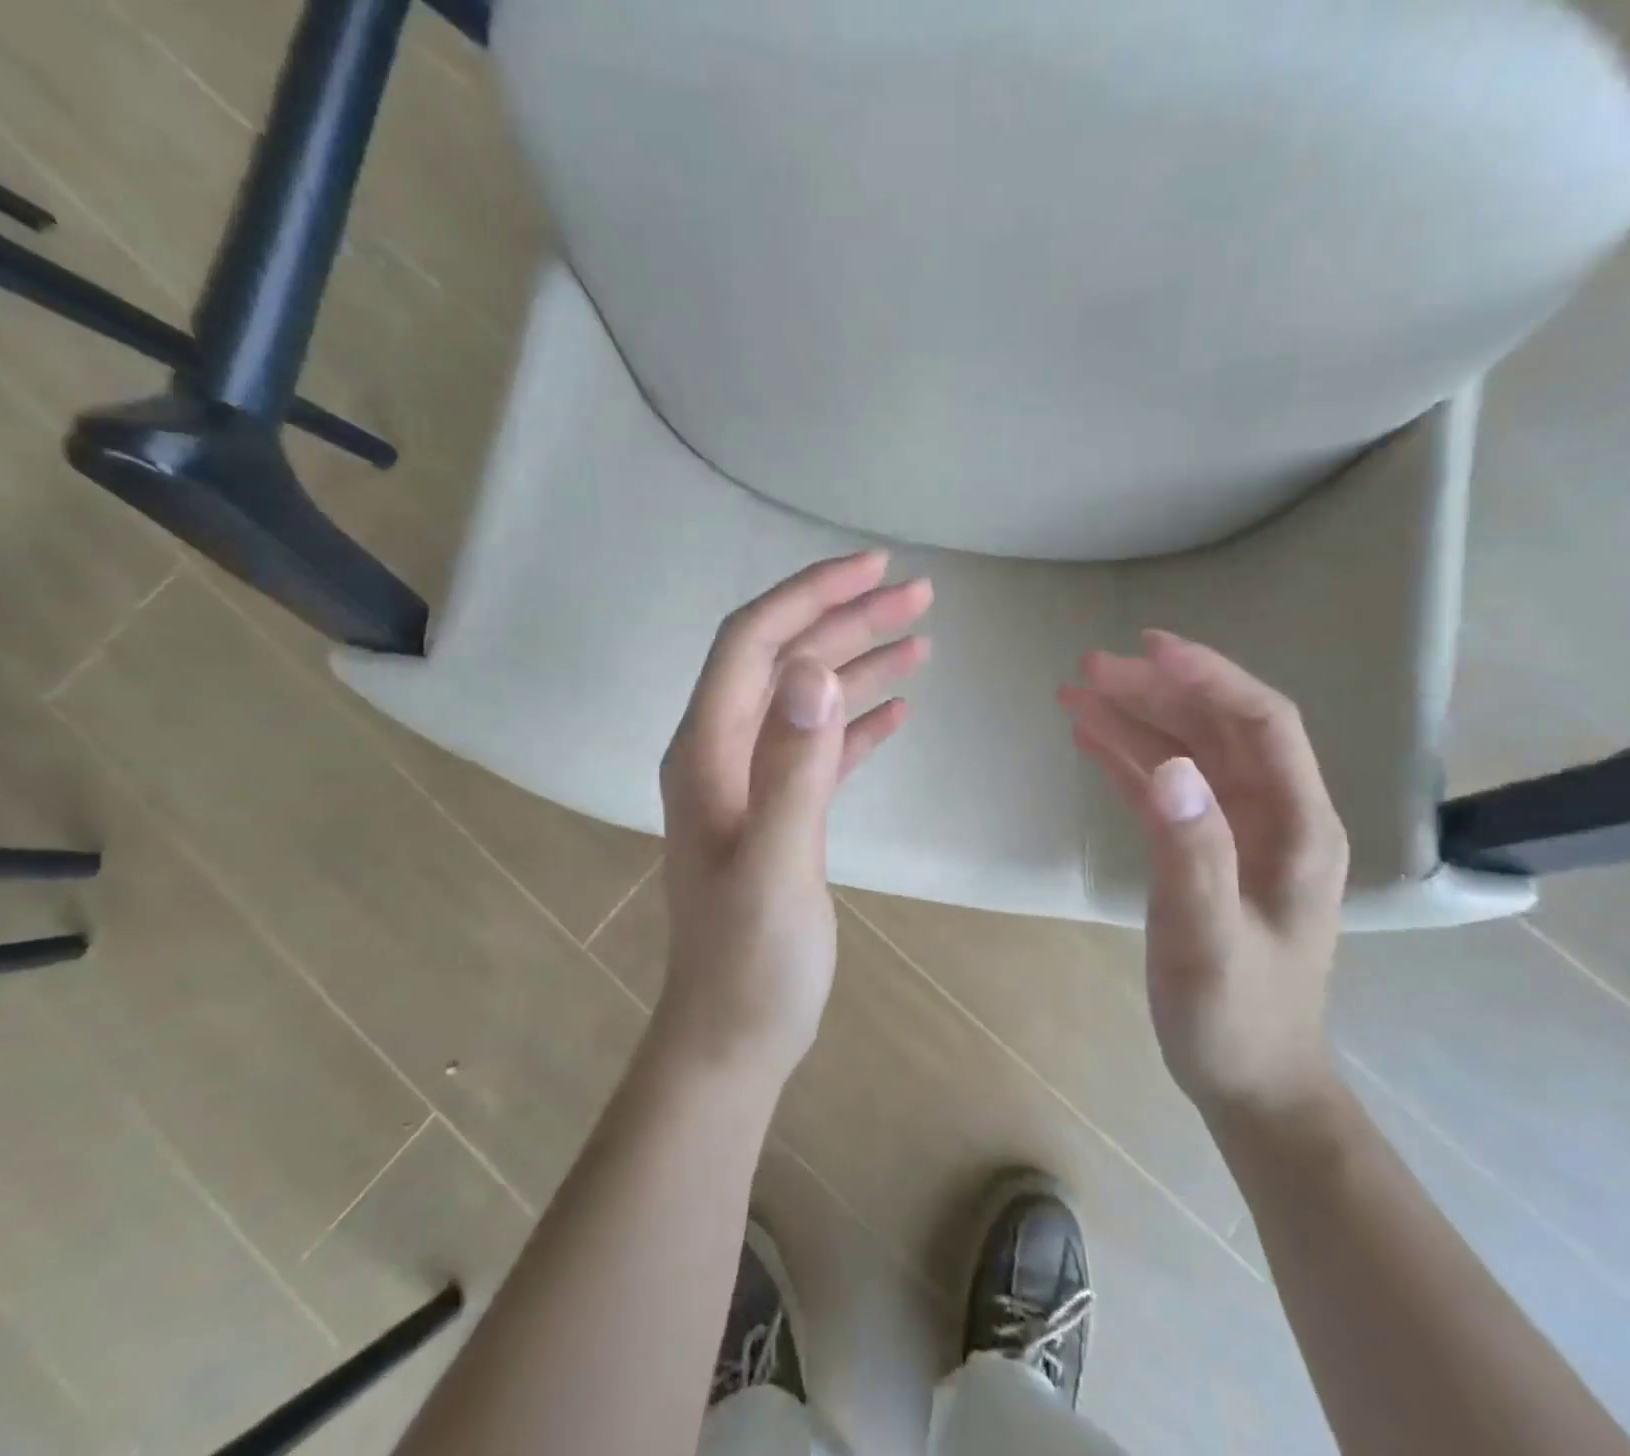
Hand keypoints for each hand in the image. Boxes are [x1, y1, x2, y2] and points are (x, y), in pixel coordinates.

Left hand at [655, 551, 931, 1086]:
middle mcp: (723, 753)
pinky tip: (899, 709)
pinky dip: (857, 720)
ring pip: (807, 699)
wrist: (734, 1035)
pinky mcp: (781, 812)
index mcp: (708, 751)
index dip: (809, 595)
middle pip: (784, 661)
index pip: (753, 643)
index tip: (873, 568)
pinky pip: (821, 746)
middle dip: (846, 620)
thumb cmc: (751, 961)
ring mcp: (751, 782)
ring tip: (921, 637)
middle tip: (917, 595)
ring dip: (859, 663)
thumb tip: (814, 670)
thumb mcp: (775, 864)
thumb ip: (793, 767)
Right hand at [1058, 630, 1347, 1117]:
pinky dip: (1128, 757)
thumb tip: (1168, 764)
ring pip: (1187, 752)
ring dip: (1135, 718)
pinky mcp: (1204, 851)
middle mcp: (1274, 816)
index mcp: (1296, 827)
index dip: (1208, 677)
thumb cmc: (1234, 1016)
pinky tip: (1090, 738)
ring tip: (1075, 691)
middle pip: (1218, 728)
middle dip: (1156, 690)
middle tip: (1088, 667)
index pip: (1261, 723)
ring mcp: (1238, 832)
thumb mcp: (1207, 939)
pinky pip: (1165, 788)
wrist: (1250, 1079)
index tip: (1147, 647)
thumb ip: (1193, 852)